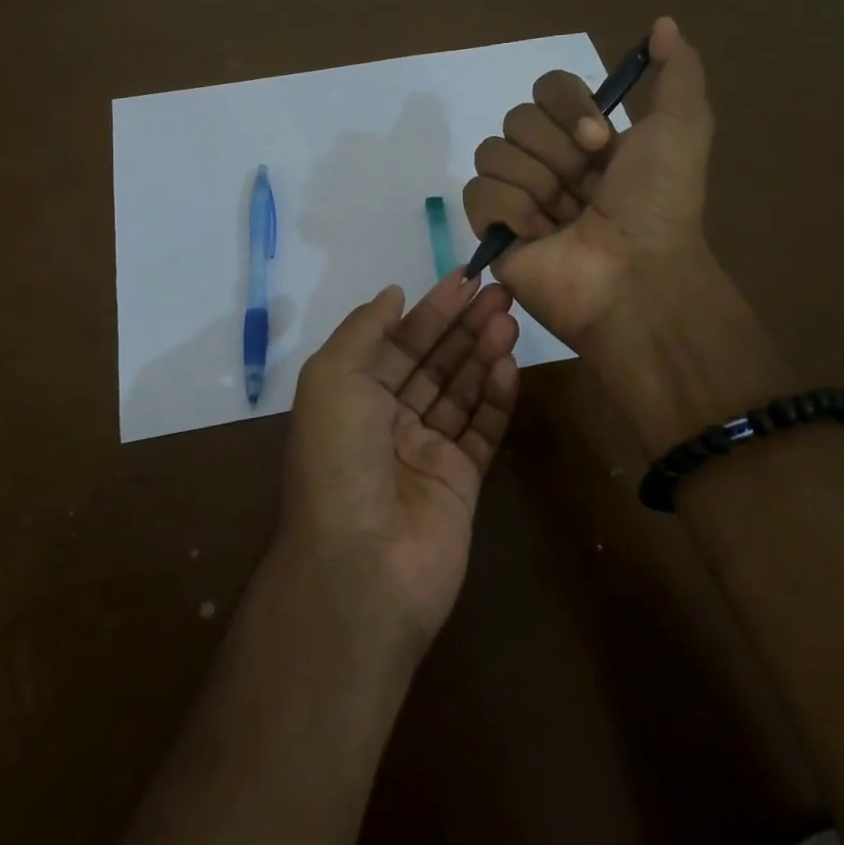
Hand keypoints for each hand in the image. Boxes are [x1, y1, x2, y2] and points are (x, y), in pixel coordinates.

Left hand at [277, 274, 519, 654]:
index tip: (467, 278)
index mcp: (352, 395)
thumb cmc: (338, 459)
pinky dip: (496, 397)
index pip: (399, 341)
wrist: (361, 566)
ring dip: (484, 353)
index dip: (431, 309)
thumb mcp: (332, 378)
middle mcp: (388, 419)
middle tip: (502, 292)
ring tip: (511, 319)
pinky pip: (482, 429)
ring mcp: (426, 451)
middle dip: (465, 325)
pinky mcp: (461, 481)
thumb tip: (393, 294)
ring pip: (461, 391)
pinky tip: (510, 365)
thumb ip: (364, 330)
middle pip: (434, 361)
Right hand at [462, 15, 715, 355]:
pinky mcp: (492, 231)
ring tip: (565, 218)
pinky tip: (540, 235)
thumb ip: (678, 71)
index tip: (600, 142)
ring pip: (493, 153)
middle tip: (586, 188)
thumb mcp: (684, 127)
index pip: (547, 88)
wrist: (636, 273)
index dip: (569, 108)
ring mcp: (517, 196)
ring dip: (538, 184)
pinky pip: (478, 193)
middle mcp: (548, 162)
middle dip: (557, 154)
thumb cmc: (659, 203)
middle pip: (517, 118)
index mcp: (585, 138)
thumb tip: (663, 23)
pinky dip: (512, 211)